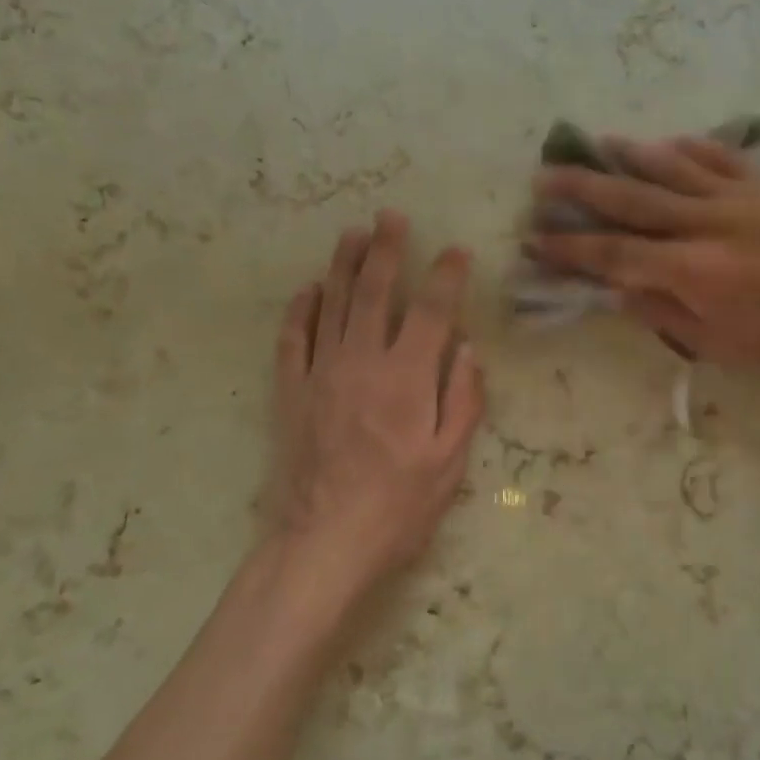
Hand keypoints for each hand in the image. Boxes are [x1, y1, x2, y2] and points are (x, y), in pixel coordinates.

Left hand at [263, 212, 483, 596]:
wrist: (323, 543)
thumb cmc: (398, 508)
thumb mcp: (449, 462)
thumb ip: (463, 400)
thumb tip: (468, 350)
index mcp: (407, 379)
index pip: (431, 311)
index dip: (446, 276)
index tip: (456, 250)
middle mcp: (362, 363)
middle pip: (374, 292)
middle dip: (385, 249)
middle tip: (390, 216)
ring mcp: (321, 374)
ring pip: (331, 305)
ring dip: (342, 265)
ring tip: (352, 234)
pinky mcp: (291, 393)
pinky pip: (292, 340)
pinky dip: (299, 310)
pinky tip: (308, 289)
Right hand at [527, 137, 759, 382]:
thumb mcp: (711, 343)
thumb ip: (658, 311)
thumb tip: (615, 289)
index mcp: (690, 269)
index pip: (614, 254)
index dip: (570, 248)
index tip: (535, 238)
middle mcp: (705, 222)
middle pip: (630, 199)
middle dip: (582, 189)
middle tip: (544, 175)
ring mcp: (736, 198)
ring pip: (670, 166)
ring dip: (628, 154)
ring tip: (596, 143)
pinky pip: (718, 156)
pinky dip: (688, 147)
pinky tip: (667, 141)